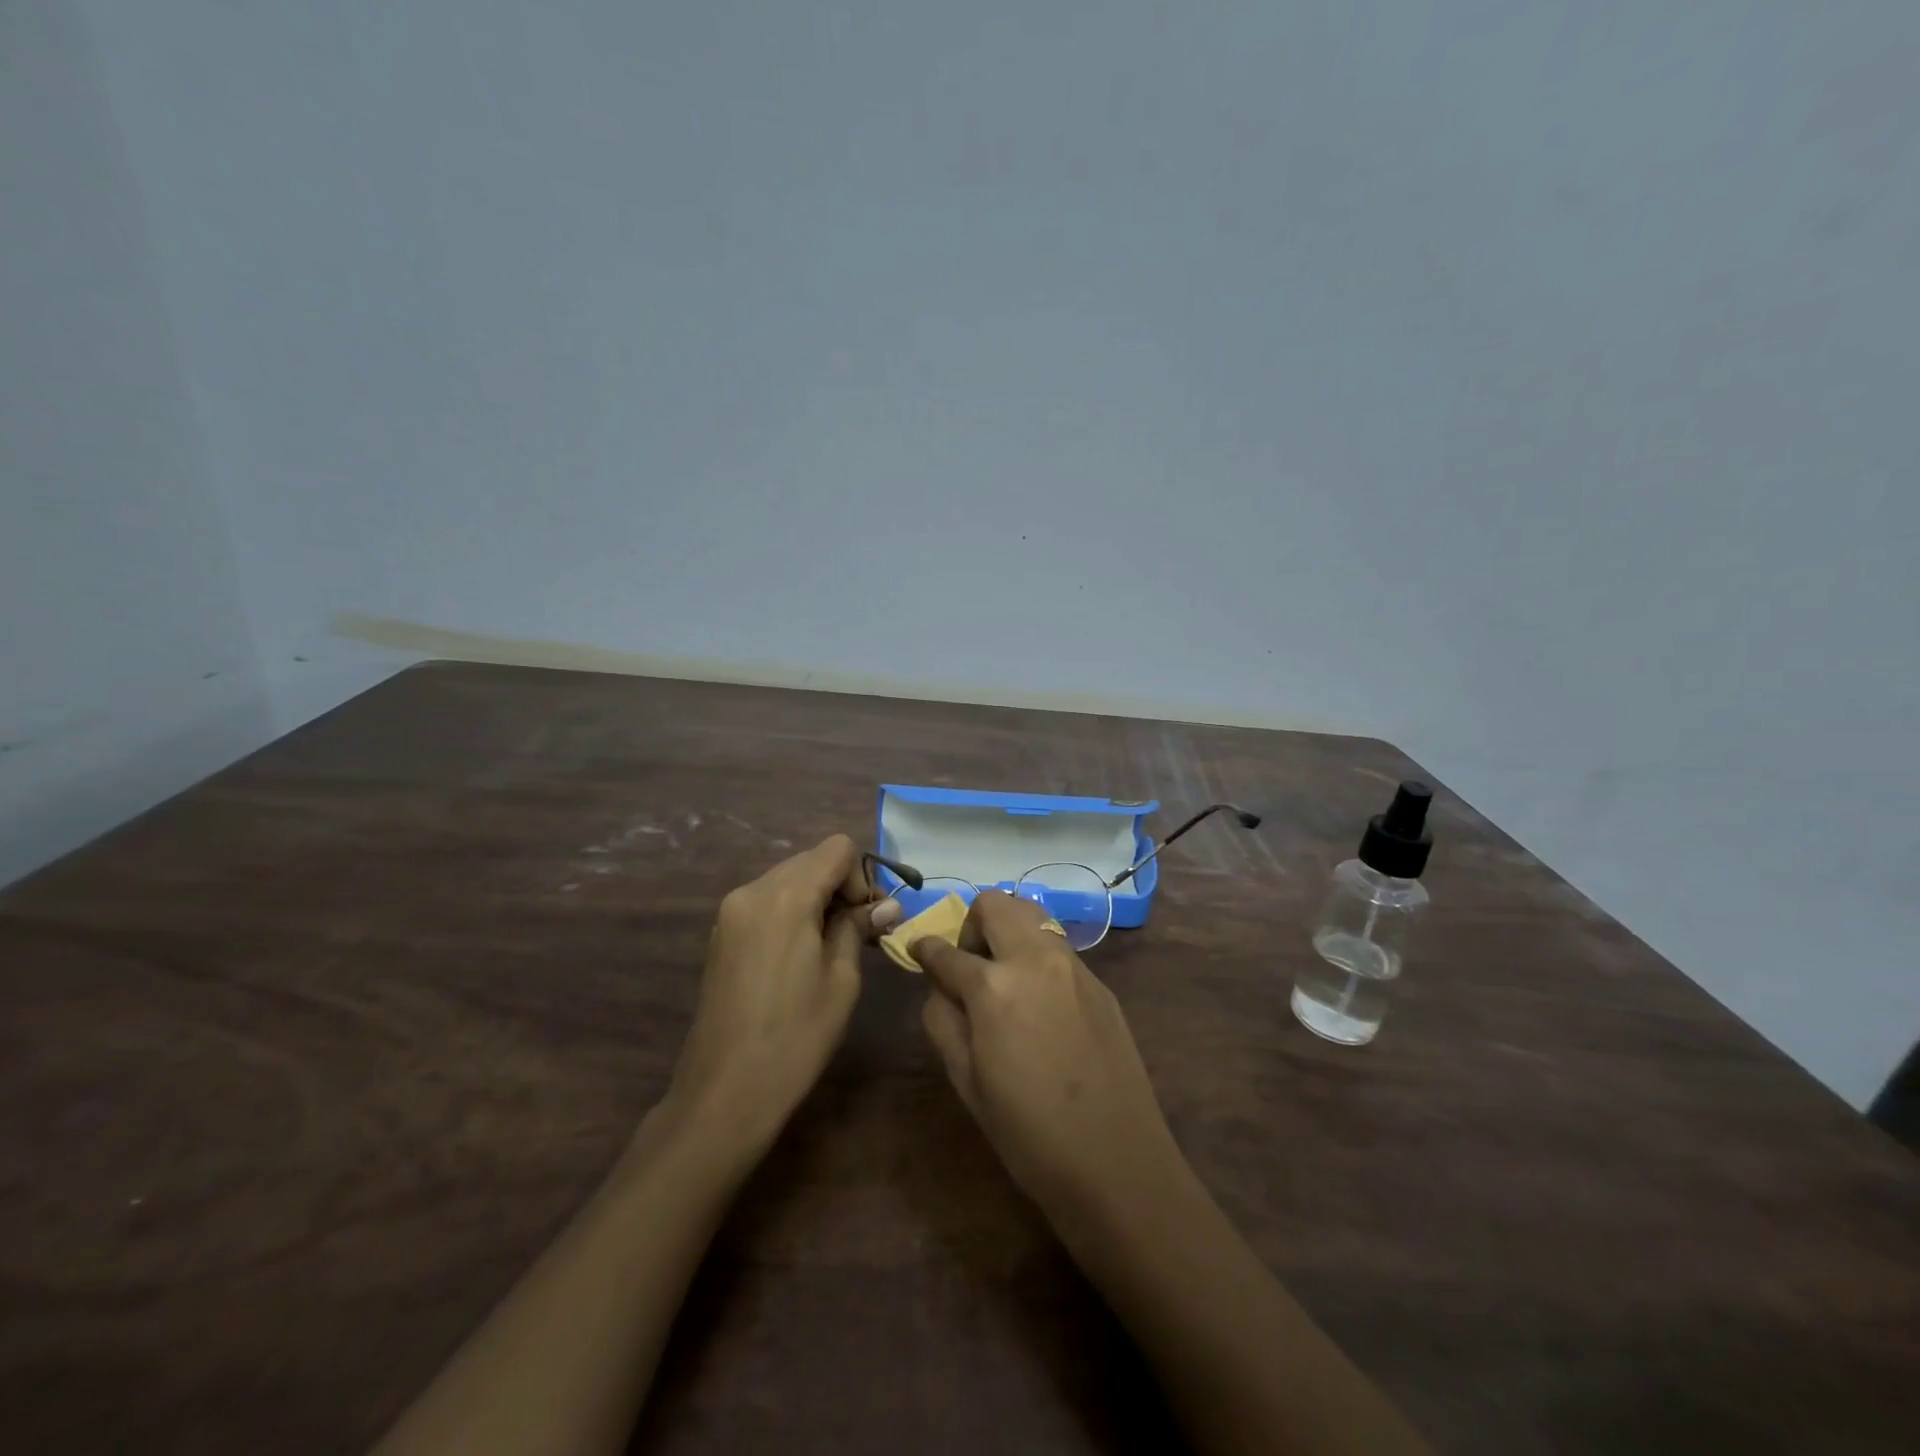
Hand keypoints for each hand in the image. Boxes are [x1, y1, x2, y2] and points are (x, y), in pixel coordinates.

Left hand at [663, 835, 887, 1156]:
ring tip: (830, 947)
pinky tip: (799, 955)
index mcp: (786, 896)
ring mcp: (731, 911)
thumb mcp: (842, 980)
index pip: (836, 849)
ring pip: (788, 879)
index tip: (867, 920)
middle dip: (840, 886)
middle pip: (810, 860)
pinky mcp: (721, 933)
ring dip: (816, 899)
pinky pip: (767, 901)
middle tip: (859, 933)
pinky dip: (791, 912)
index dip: (861, 877)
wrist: (725, 1091)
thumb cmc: (795, 1037)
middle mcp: (752, 890)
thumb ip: (859, 928)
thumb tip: (885, 904)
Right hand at [913, 892, 1185, 1220]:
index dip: (924, 949)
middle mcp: (1035, 960)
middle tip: (969, 965)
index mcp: (994, 987)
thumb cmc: (1028, 1133)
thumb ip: (943, 1021)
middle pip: (995, 903)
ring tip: (1004, 979)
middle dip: (971, 924)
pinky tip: (1039, 1004)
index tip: (917, 951)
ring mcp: (1074, 966)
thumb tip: (940, 989)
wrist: (1117, 1161)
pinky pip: (1058, 947)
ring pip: (1032, 916)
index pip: (946, 951)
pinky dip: (1037, 956)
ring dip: (1007, 931)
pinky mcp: (1100, 982)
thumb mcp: (967, 1082)